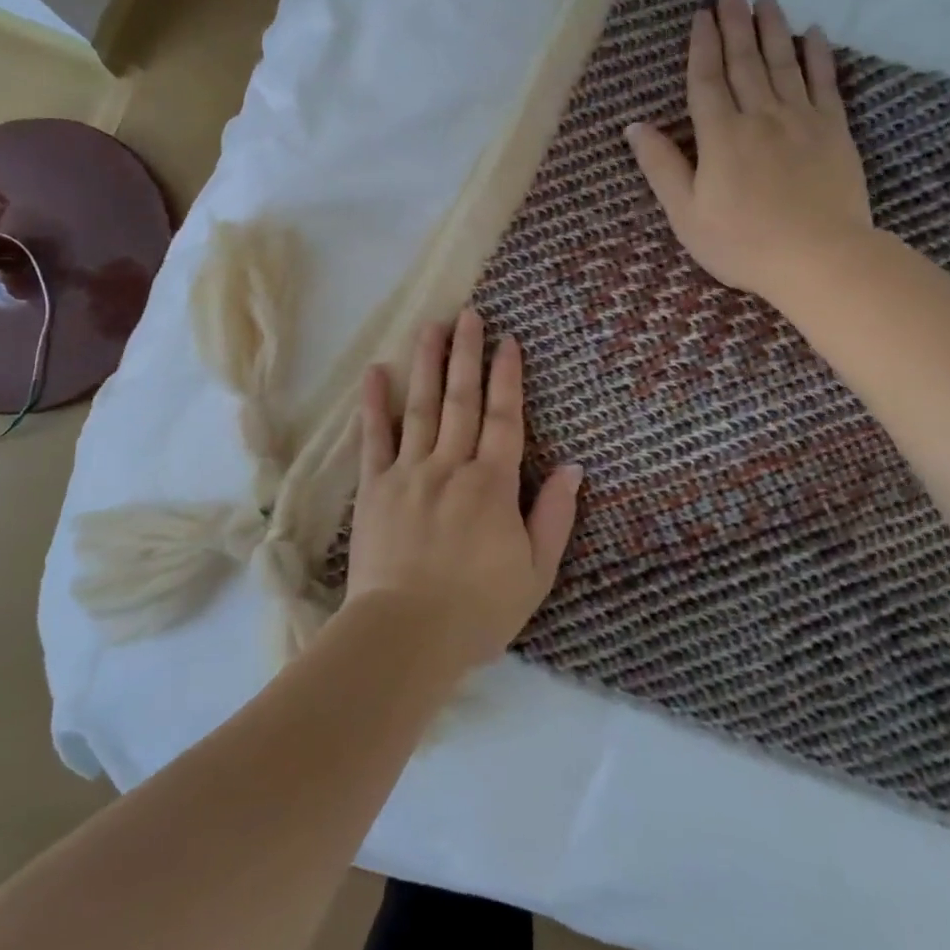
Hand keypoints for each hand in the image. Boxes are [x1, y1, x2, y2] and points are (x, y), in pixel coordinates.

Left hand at [346, 308, 582, 672]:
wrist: (407, 635)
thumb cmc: (478, 609)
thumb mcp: (536, 571)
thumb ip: (555, 516)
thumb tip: (575, 468)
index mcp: (493, 484)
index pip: (504, 418)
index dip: (507, 377)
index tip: (508, 341)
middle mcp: (452, 466)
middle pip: (462, 400)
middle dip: (467, 354)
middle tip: (469, 315)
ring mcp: (409, 473)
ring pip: (421, 407)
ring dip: (427, 364)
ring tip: (431, 326)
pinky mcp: (374, 488)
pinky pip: (374, 439)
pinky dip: (375, 404)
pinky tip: (376, 372)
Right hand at [625, 0, 872, 303]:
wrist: (819, 258)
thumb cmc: (742, 243)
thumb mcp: (686, 214)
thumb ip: (662, 167)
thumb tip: (634, 127)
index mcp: (720, 136)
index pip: (707, 81)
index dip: (702, 46)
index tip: (701, 15)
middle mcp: (760, 116)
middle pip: (744, 62)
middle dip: (735, 23)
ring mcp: (801, 120)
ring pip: (783, 64)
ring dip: (773, 28)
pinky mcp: (834, 131)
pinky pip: (825, 83)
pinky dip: (818, 56)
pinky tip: (814, 34)